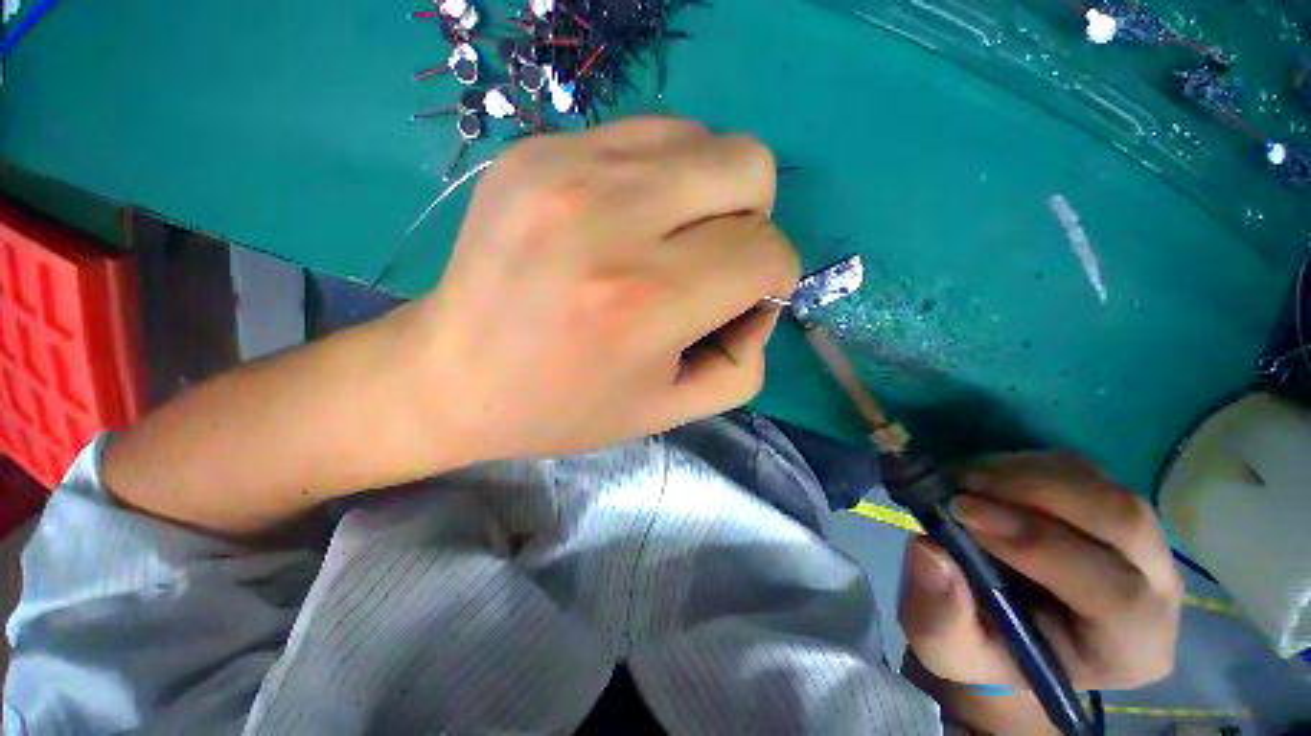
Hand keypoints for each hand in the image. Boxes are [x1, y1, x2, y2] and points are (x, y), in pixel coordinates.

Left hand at [409, 118, 799, 464]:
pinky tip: (622, 222)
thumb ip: (742, 363)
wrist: (452, 377)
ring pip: (702, 140)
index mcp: (646, 300)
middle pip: (748, 168)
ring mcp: (566, 167)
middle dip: (751, 221)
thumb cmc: (564, 407)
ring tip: (667, 241)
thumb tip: (761, 300)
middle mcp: (610, 219)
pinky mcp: (536, 148)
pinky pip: (644, 136)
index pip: (767, 252)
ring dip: (707, 194)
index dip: (773, 278)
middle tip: (710, 262)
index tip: (742, 301)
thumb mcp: (670, 410)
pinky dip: (658, 178)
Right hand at [899, 452, 1182, 692]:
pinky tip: (984, 477)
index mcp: (1130, 649)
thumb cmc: (984, 648)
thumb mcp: (946, 646)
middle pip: (1125, 522)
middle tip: (960, 485)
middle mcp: (1158, 591)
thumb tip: (928, 549)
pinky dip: (1026, 464)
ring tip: (963, 478)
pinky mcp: (1113, 506)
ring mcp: (1144, 542)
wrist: (1007, 628)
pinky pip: (1083, 471)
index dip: (1041, 546)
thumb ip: (939, 612)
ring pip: (1105, 488)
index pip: (1116, 594)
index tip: (962, 512)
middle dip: (1036, 493)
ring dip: (1026, 474)